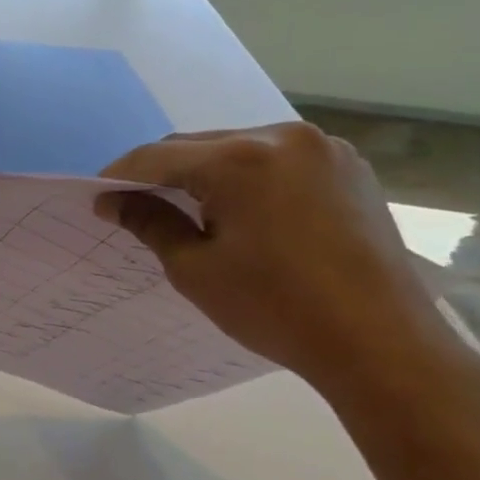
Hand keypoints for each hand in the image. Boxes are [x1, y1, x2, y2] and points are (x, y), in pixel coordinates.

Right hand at [99, 123, 479, 402]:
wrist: (381, 342)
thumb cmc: (275, 308)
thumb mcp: (195, 268)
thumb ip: (150, 223)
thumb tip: (112, 201)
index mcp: (241, 159)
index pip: (157, 156)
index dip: (119, 176)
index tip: (98, 201)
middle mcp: (283, 136)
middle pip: (199, 146)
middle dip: (164, 173)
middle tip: (138, 208)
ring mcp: (324, 149)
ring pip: (239, 149)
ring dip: (206, 174)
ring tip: (189, 211)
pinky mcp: (349, 168)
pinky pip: (278, 160)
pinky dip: (248, 178)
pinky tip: (242, 210)